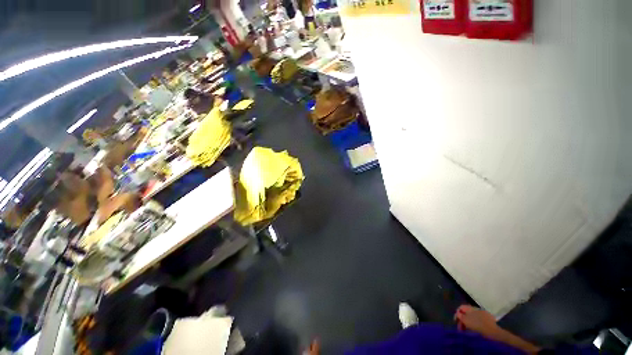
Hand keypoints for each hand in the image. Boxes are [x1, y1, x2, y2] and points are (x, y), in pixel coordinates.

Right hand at [455, 305, 501, 338]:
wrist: (493, 331)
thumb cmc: (477, 325)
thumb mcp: (466, 321)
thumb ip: (460, 316)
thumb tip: (457, 313)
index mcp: (470, 308)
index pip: (461, 307)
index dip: (457, 313)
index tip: (456, 321)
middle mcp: (476, 308)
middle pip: (466, 312)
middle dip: (463, 319)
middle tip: (461, 328)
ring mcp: (483, 313)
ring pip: (472, 316)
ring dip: (468, 322)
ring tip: (467, 329)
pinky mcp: (488, 318)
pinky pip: (478, 319)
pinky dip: (475, 323)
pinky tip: (475, 328)